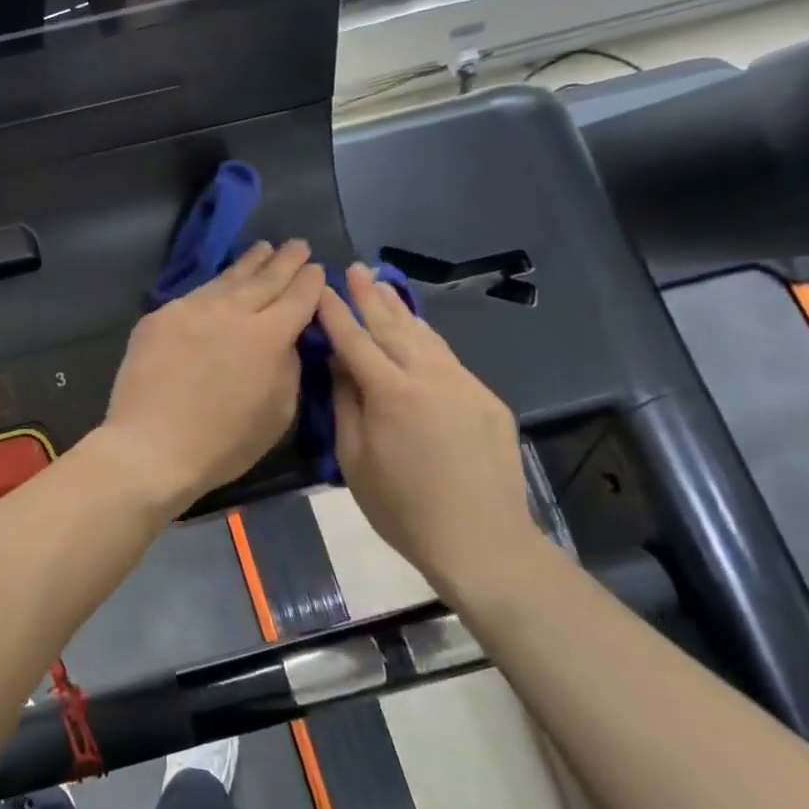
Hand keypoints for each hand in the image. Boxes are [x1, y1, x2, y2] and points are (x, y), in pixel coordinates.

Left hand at [97, 240, 324, 513]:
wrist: (151, 446)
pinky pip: (194, 296)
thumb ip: (289, 367)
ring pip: (227, 280)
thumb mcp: (278, 413)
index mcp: (268, 336)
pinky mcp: (159, 318)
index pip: (297, 297)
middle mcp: (231, 312)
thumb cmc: (223, 443)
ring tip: (262, 249)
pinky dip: (213, 286)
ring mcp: (191, 310)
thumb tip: (287, 340)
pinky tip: (218, 284)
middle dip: (285, 261)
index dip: (311, 282)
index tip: (317, 269)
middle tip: (297, 245)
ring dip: (249, 263)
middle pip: (264, 279)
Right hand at [316, 264, 535, 590]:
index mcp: (392, 393)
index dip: (336, 313)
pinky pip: (449, 360)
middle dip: (371, 296)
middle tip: (355, 268)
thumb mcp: (355, 460)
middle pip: (395, 326)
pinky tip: (418, 335)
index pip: (356, 341)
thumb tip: (340, 366)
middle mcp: (431, 377)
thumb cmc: (402, 508)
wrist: (481, 540)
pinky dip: (427, 341)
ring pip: (427, 337)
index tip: (321, 289)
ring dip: (401, 310)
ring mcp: (465, 385)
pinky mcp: (487, 400)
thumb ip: (346, 405)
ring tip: (383, 286)